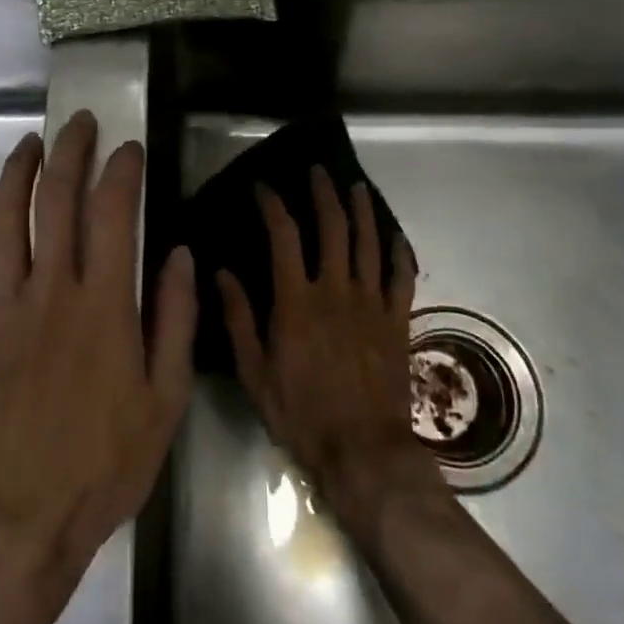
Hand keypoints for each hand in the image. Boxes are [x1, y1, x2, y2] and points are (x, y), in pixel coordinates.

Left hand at [0, 111, 195, 623]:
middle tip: (80, 122)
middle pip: (54, 199)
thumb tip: (178, 254)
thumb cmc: (103, 464)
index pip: (112, 212)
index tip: (130, 149)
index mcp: (104, 306)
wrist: (17, 521)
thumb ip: (174, 320)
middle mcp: (51, 291)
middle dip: (68, 150)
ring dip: (18, 172)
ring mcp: (3, 306)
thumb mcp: (164, 401)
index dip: (121, 170)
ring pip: (5, 218)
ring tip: (31, 143)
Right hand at [218, 167, 442, 538]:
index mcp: (297, 300)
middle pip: (333, 227)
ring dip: (362, 210)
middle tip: (317, 171)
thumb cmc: (301, 413)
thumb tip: (221, 273)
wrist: (363, 452)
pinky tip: (395, 235)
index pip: (284, 236)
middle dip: (324, 194)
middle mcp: (336, 290)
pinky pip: (402, 276)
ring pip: (369, 242)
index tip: (263, 188)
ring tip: (356, 186)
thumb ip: (239, 319)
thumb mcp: (254, 372)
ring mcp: (372, 303)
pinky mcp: (397, 320)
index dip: (273, 206)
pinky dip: (399, 251)